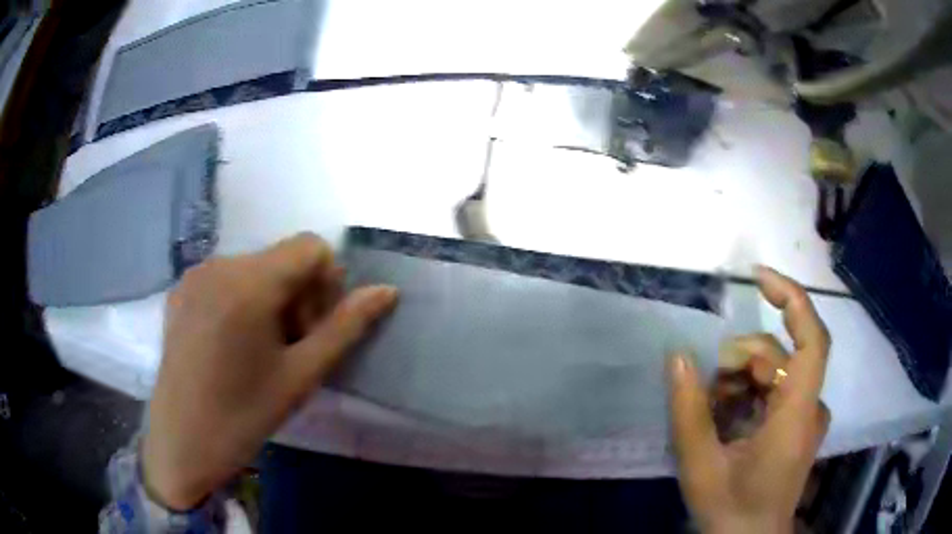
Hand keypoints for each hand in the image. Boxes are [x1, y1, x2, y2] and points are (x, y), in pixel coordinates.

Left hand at [143, 233, 397, 509]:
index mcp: (249, 282)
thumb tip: (386, 291)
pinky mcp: (181, 290)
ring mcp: (195, 275)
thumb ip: (346, 327)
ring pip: (255, 268)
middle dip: (300, 295)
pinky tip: (232, 344)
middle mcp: (219, 264)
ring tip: (262, 349)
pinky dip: (243, 300)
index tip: (315, 329)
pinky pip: (226, 278)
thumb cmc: (244, 414)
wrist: (182, 441)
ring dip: (272, 299)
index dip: (327, 283)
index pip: (311, 247)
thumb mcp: (301, 375)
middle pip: (282, 258)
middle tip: (292, 348)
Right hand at [668, 266, 830, 533]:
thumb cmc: (731, 511)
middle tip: (705, 388)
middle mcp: (810, 407)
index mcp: (796, 415)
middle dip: (739, 362)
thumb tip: (677, 356)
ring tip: (711, 410)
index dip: (792, 299)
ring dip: (740, 381)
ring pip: (776, 372)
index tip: (757, 278)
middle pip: (780, 356)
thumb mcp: (701, 467)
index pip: (812, 339)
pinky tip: (726, 418)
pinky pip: (776, 390)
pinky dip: (748, 394)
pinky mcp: (799, 423)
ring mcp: (806, 415)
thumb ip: (689, 412)